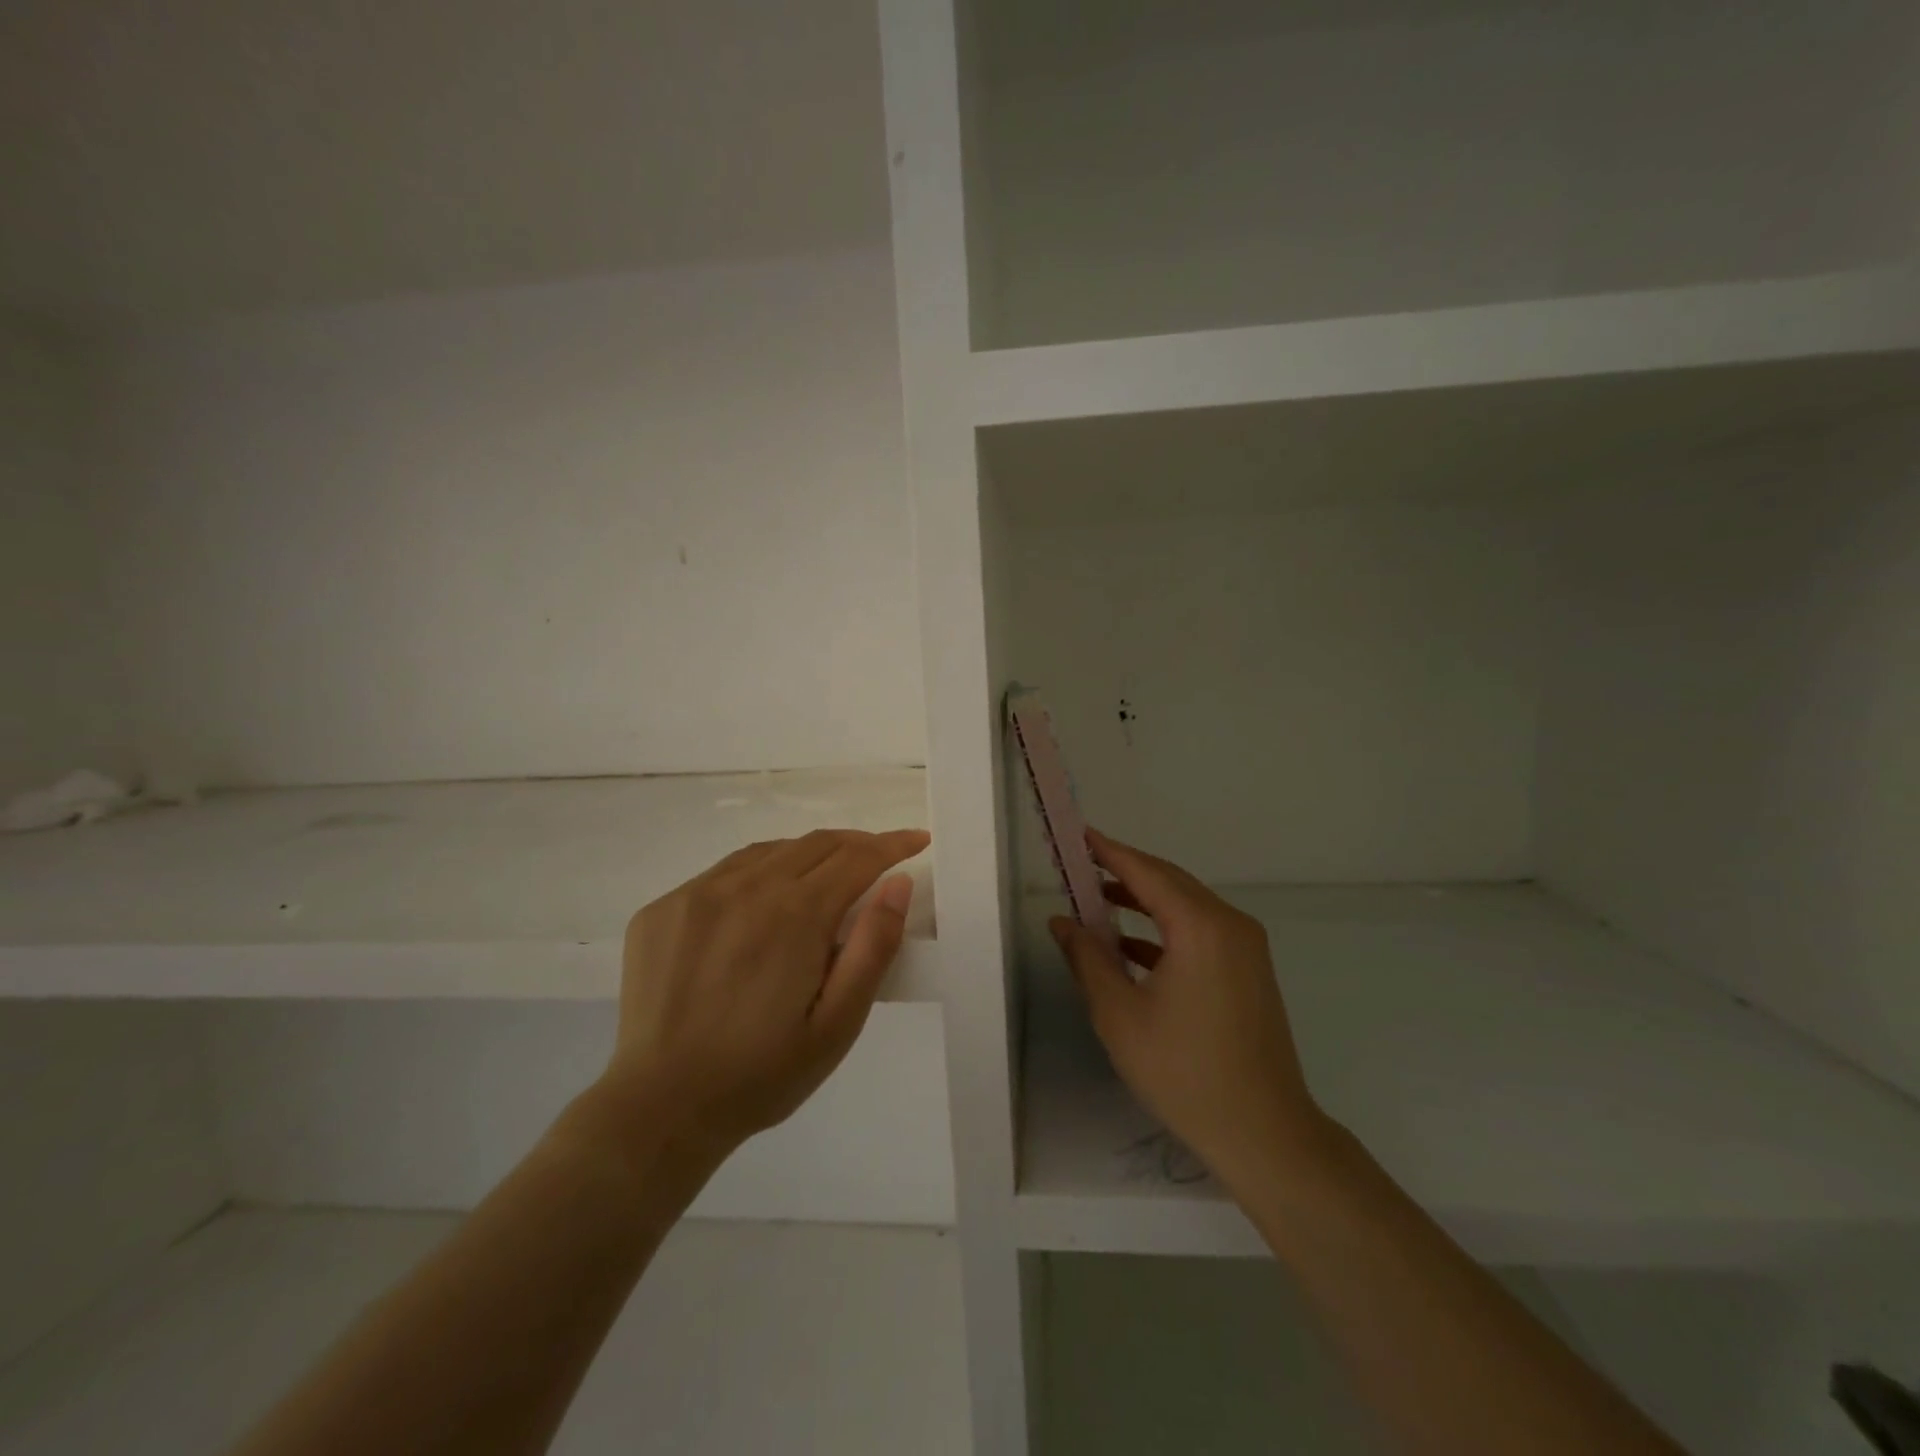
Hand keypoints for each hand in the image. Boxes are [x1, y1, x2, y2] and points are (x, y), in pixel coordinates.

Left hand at [602, 828, 927, 1159]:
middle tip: (880, 858)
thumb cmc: (762, 1074)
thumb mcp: (837, 1025)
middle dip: (857, 844)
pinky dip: (759, 872)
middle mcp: (745, 887)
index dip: (893, 845)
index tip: (917, 839)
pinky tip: (762, 902)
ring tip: (826, 877)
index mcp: (794, 914)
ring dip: (808, 855)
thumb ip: (872, 947)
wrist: (659, 1108)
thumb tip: (898, 883)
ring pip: (770, 851)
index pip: (857, 858)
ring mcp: (697, 893)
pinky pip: (724, 871)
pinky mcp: (663, 908)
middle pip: (816, 844)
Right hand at [1050, 830, 1329, 1191]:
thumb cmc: (1183, 1072)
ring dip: (1143, 900)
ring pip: (1186, 905)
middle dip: (1124, 871)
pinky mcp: (1249, 969)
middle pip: (1169, 882)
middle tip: (1081, 866)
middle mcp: (1229, 924)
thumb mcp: (1119, 1014)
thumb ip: (1087, 958)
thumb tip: (1062, 921)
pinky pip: (1201, 931)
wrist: (1263, 1132)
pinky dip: (1165, 929)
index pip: (1146, 872)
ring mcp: (1246, 947)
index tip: (1079, 835)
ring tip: (1097, 900)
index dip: (1109, 851)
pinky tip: (1131, 946)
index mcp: (1200, 927)